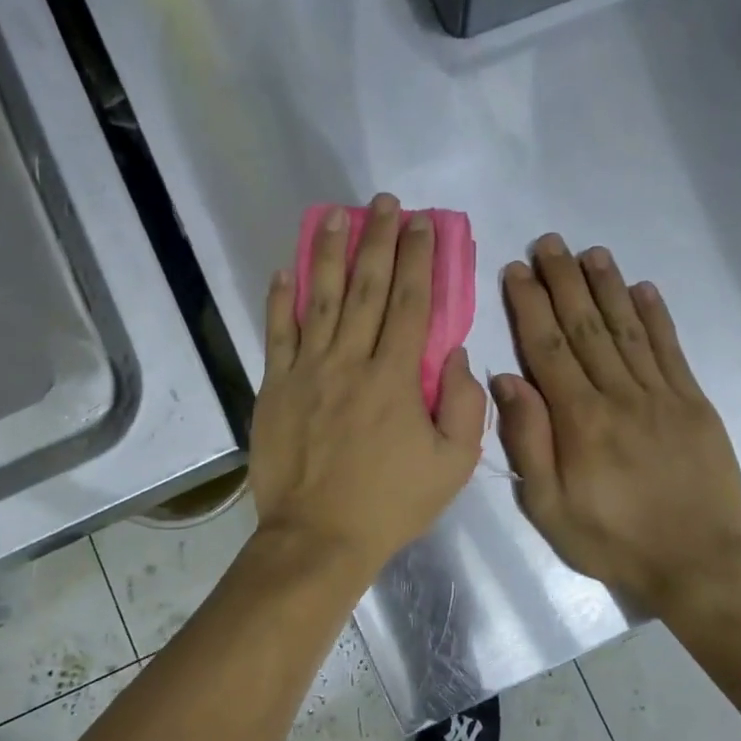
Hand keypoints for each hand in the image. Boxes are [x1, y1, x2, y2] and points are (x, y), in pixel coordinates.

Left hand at [251, 194, 486, 577]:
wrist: (318, 537)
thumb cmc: (390, 504)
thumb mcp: (453, 466)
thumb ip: (465, 406)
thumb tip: (455, 354)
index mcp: (395, 378)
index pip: (412, 303)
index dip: (417, 259)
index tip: (421, 223)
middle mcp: (350, 361)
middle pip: (366, 289)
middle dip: (378, 241)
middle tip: (383, 203)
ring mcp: (307, 372)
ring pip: (319, 300)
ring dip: (327, 253)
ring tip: (334, 215)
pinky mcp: (275, 388)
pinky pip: (276, 335)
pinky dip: (279, 301)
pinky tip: (284, 270)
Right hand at [493, 235, 740, 615]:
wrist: (696, 564)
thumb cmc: (611, 540)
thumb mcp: (549, 507)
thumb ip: (529, 442)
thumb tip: (508, 381)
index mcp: (580, 421)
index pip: (548, 349)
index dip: (530, 306)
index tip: (516, 270)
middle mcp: (620, 396)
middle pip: (586, 327)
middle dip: (565, 281)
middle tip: (550, 242)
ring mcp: (662, 397)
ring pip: (628, 330)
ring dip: (608, 287)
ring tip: (591, 252)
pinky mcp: (694, 405)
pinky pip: (672, 351)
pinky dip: (656, 317)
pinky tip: (644, 289)